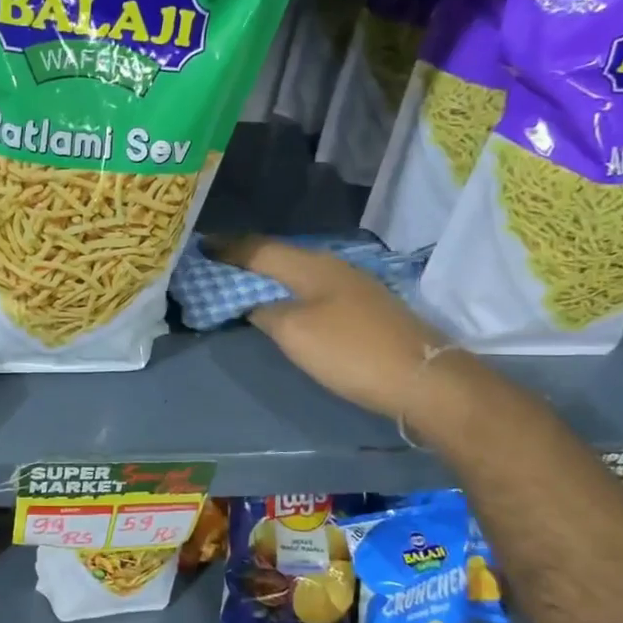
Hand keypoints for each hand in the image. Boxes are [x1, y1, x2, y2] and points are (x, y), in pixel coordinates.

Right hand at [208, 236, 447, 420]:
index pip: (260, 249)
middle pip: (281, 256)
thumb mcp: (295, 333)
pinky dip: (289, 291)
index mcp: (312, 265)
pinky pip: (313, 290)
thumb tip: (255, 304)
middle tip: (217, 263)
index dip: (229, 248)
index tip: (200, 245)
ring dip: (269, 275)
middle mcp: (333, 267)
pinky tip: (284, 303)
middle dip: (247, 258)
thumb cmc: (350, 351)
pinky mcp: (365, 308)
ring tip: (242, 282)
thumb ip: (266, 312)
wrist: (421, 378)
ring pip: (299, 273)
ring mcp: (353, 287)